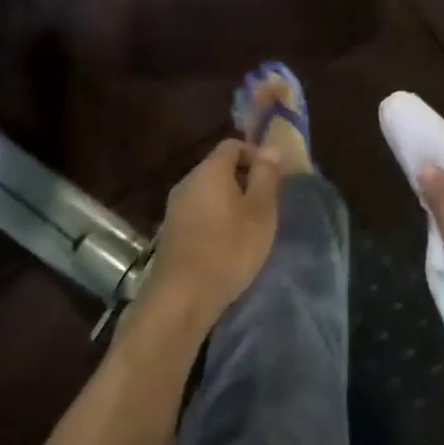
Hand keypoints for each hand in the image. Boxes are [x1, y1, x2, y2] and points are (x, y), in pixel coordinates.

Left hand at [138, 139, 281, 332]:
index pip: (233, 145)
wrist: (180, 298)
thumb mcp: (260, 212)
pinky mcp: (170, 233)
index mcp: (210, 170)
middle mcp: (188, 182)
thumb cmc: (228, 249)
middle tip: (265, 206)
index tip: (273, 178)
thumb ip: (266, 176)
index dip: (255, 155)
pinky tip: (226, 245)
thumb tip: (271, 147)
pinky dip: (215, 220)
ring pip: (208, 192)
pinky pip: (198, 213)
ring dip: (229, 202)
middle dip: (244, 180)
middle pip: (219, 168)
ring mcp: (175, 208)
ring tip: (249, 228)